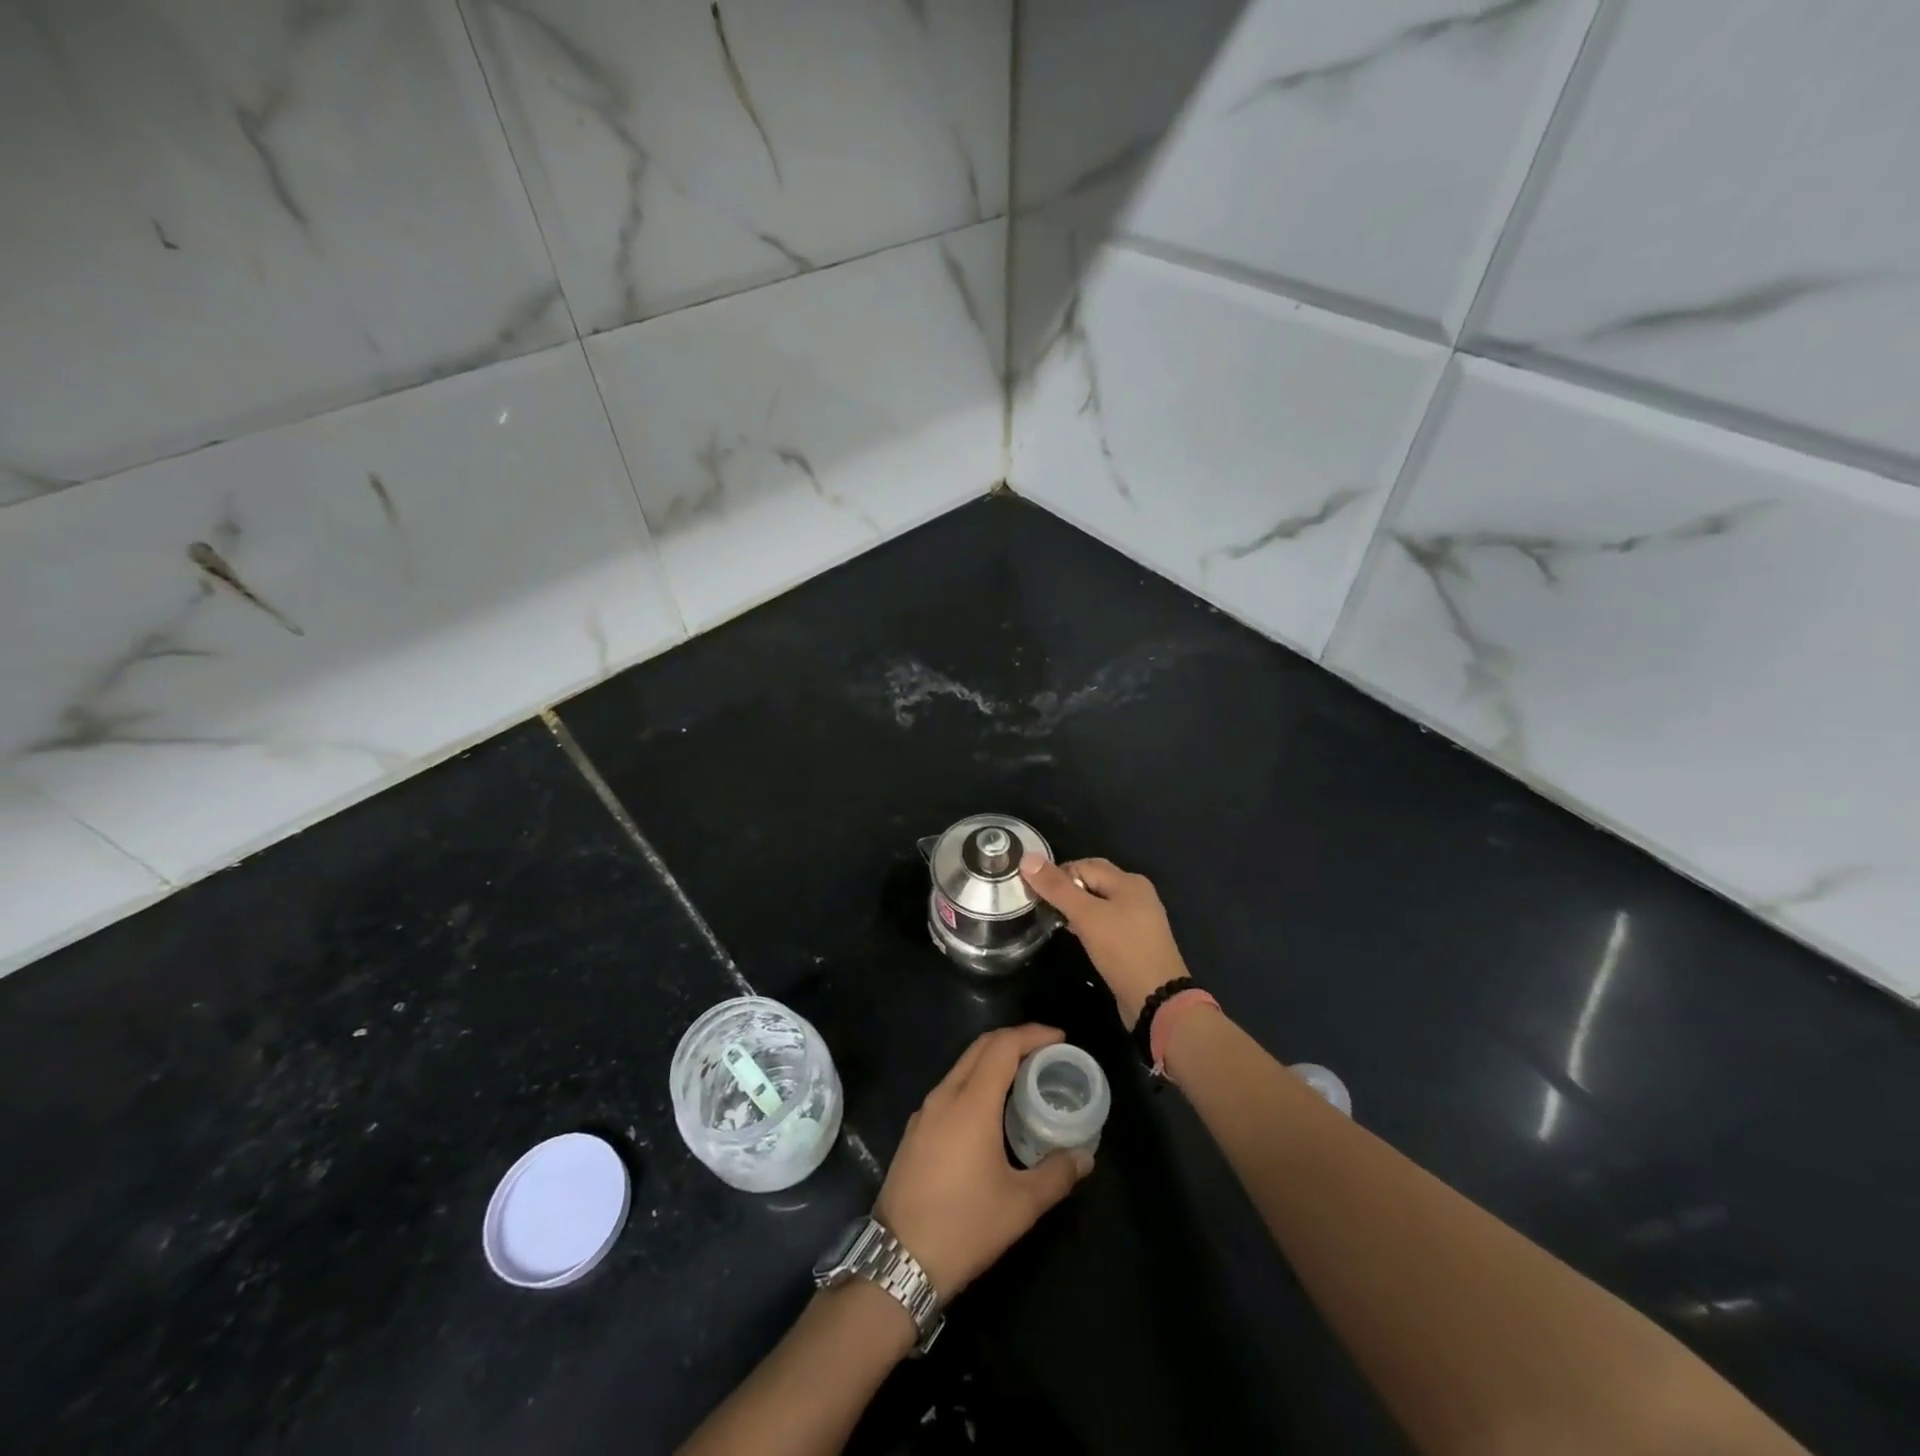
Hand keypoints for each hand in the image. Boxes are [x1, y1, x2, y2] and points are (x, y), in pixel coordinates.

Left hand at [874, 1025, 1093, 1299]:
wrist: (898, 1260)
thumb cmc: (964, 1226)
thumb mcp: (1020, 1205)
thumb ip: (1056, 1174)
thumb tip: (1084, 1157)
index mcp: (971, 1103)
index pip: (1003, 1046)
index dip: (1032, 1034)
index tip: (1060, 1039)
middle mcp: (944, 1096)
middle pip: (980, 1048)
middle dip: (1015, 1041)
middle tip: (1046, 1053)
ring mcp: (924, 1112)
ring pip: (962, 1067)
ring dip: (993, 1061)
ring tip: (1024, 1079)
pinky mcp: (915, 1131)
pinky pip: (950, 1089)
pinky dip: (975, 1082)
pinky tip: (991, 1110)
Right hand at [1021, 855, 1188, 1027]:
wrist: (1156, 1000)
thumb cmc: (1122, 951)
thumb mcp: (1086, 916)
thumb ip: (1057, 888)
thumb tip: (1027, 857)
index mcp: (1129, 881)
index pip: (1083, 865)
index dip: (1058, 876)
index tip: (1036, 896)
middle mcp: (1136, 894)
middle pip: (1092, 880)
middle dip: (1066, 890)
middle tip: (1043, 907)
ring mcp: (1138, 918)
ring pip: (1098, 902)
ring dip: (1075, 908)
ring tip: (1054, 921)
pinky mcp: (1135, 940)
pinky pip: (1106, 921)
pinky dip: (1088, 923)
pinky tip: (1075, 936)